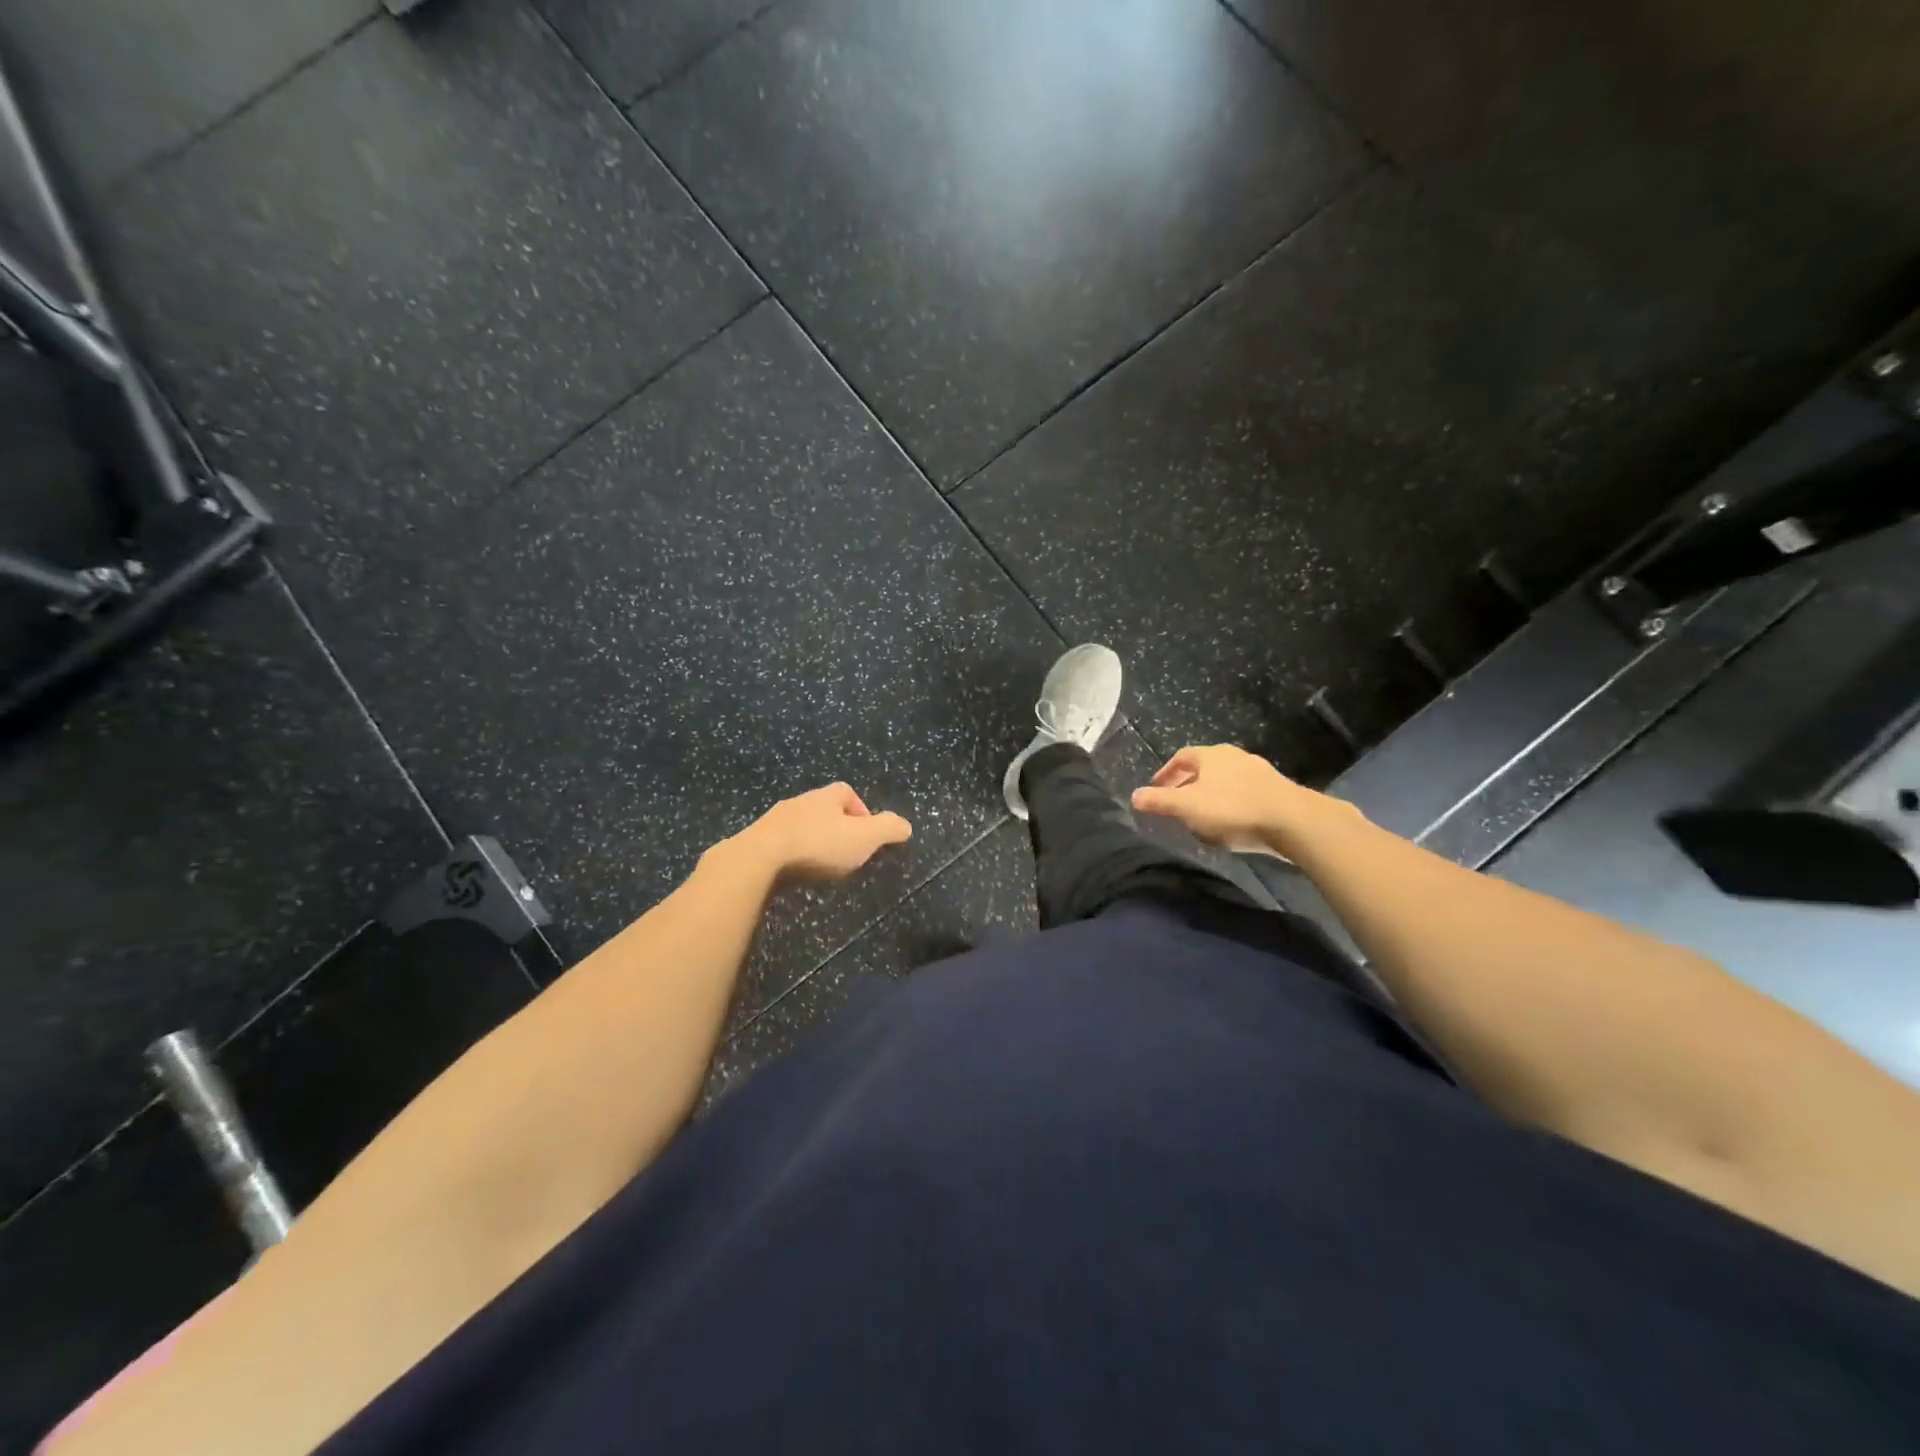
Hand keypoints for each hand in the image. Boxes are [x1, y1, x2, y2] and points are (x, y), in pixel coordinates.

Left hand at [731, 783, 912, 881]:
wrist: (759, 859)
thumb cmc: (818, 845)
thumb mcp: (865, 837)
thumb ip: (889, 829)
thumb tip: (905, 825)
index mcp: (827, 796)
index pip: (847, 792)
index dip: (861, 810)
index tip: (866, 835)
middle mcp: (800, 801)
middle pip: (823, 809)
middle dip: (836, 827)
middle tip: (846, 852)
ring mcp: (774, 820)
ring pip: (800, 826)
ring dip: (811, 841)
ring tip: (820, 866)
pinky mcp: (756, 841)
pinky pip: (780, 844)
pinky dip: (790, 855)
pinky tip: (794, 873)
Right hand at [1130, 744, 1357, 855]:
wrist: (1293, 821)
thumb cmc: (1232, 809)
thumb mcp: (1187, 808)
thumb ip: (1159, 802)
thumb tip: (1133, 796)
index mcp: (1210, 755)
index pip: (1180, 757)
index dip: (1166, 773)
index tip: (1156, 789)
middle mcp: (1234, 756)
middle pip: (1204, 767)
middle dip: (1188, 785)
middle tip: (1176, 805)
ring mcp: (1258, 771)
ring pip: (1225, 780)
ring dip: (1211, 795)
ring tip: (1203, 817)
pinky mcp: (1276, 790)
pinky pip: (1244, 793)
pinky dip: (1232, 804)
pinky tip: (1232, 823)